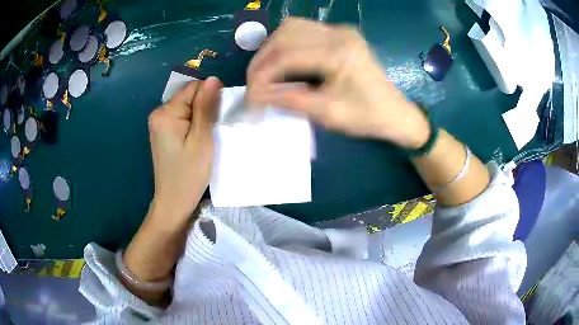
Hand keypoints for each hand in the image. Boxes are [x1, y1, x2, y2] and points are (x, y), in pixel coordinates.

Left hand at [147, 77, 221, 223]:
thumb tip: (213, 79)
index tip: (218, 117)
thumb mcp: (202, 139)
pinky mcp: (161, 132)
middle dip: (203, 108)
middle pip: (188, 96)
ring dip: (199, 116)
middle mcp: (158, 113)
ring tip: (205, 137)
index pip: (193, 87)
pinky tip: (196, 140)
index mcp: (165, 112)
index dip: (209, 97)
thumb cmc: (189, 174)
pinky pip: (181, 117)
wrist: (173, 202)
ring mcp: (158, 123)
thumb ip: (206, 107)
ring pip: (186, 107)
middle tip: (211, 131)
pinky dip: (191, 124)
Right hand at [246, 17, 429, 148]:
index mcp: (339, 54)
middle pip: (285, 35)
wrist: (395, 112)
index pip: (286, 56)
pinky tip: (282, 60)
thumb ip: (289, 100)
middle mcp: (339, 34)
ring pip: (292, 28)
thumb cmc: (367, 117)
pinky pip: (304, 29)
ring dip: (272, 48)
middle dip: (262, 59)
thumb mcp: (327, 114)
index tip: (249, 96)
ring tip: (264, 72)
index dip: (261, 75)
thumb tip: (255, 95)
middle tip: (253, 84)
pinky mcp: (341, 33)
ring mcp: (341, 30)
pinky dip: (286, 43)